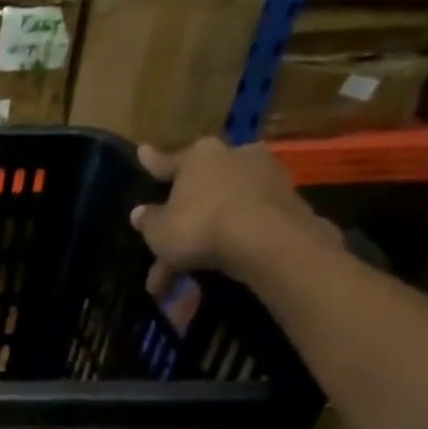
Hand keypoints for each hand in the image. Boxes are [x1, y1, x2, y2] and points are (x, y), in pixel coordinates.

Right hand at [132, 140, 340, 283]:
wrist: (267, 240)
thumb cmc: (200, 225)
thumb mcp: (159, 230)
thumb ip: (148, 220)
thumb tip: (140, 213)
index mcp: (198, 156)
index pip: (167, 161)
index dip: (152, 162)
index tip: (143, 152)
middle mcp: (234, 156)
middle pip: (199, 189)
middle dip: (181, 220)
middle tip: (163, 249)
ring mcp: (265, 177)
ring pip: (222, 210)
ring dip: (203, 239)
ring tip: (186, 276)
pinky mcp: (287, 203)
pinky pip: (246, 223)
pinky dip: (229, 243)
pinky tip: (216, 266)